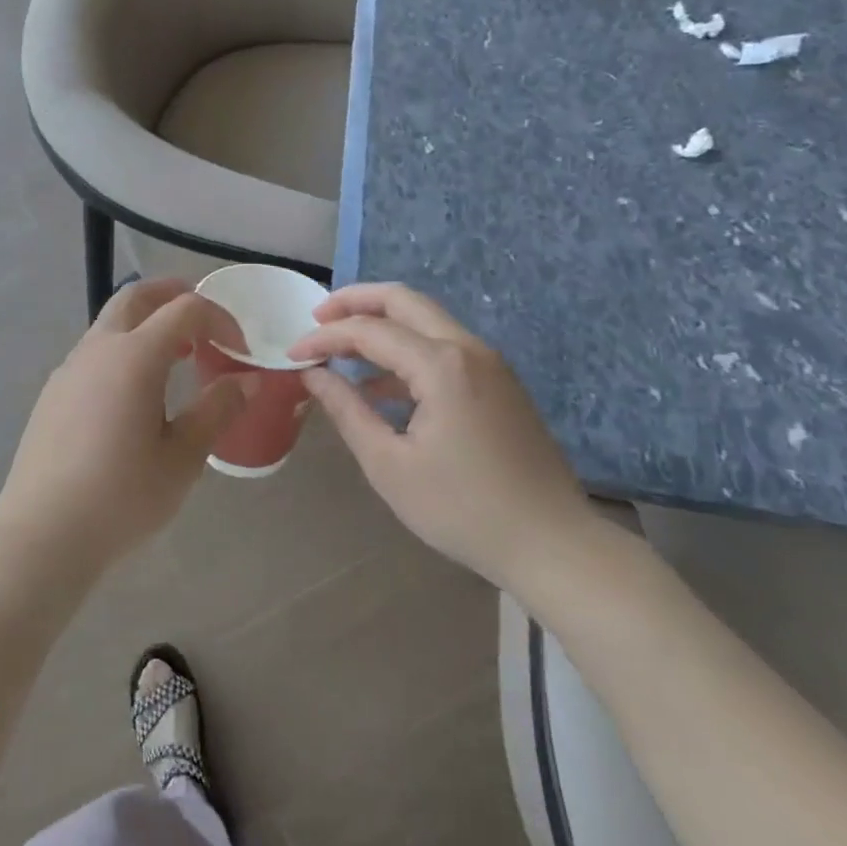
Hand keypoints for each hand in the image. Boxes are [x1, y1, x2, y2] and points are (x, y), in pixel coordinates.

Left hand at [0, 279, 245, 577]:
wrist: (43, 533)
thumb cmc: (122, 496)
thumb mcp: (183, 458)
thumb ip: (217, 410)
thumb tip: (245, 379)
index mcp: (134, 356)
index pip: (185, 309)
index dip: (220, 319)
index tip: (240, 350)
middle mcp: (99, 348)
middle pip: (136, 296)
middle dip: (173, 294)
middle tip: (203, 317)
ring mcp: (70, 367)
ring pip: (112, 322)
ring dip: (147, 323)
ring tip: (176, 356)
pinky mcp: (54, 391)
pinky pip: (95, 351)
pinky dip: (124, 348)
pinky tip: (135, 392)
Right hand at [289, 283, 600, 593]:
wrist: (554, 545)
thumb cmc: (464, 510)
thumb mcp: (390, 465)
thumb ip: (347, 411)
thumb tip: (314, 375)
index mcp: (441, 365)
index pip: (368, 330)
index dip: (325, 337)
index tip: (293, 354)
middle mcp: (467, 348)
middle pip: (402, 300)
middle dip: (354, 302)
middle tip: (317, 319)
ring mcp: (489, 363)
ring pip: (425, 319)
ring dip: (381, 324)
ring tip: (341, 350)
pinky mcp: (498, 382)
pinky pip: (443, 347)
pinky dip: (406, 351)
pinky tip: (380, 387)